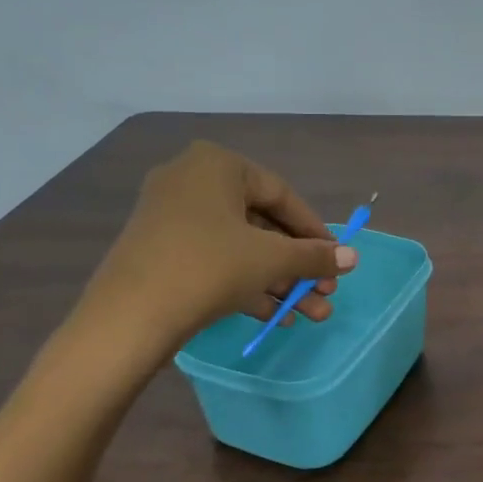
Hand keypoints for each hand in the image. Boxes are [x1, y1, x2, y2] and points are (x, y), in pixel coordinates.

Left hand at [71, 141, 356, 368]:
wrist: (128, 317)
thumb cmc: (209, 267)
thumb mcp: (271, 259)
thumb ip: (315, 255)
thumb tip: (354, 258)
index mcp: (217, 164)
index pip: (282, 195)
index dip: (315, 232)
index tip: (336, 260)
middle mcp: (191, 179)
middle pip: (262, 224)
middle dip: (297, 264)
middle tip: (324, 292)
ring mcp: (171, 215)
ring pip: (240, 246)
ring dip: (278, 280)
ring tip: (309, 314)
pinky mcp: (159, 249)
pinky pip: (214, 259)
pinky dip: (245, 283)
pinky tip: (275, 317)